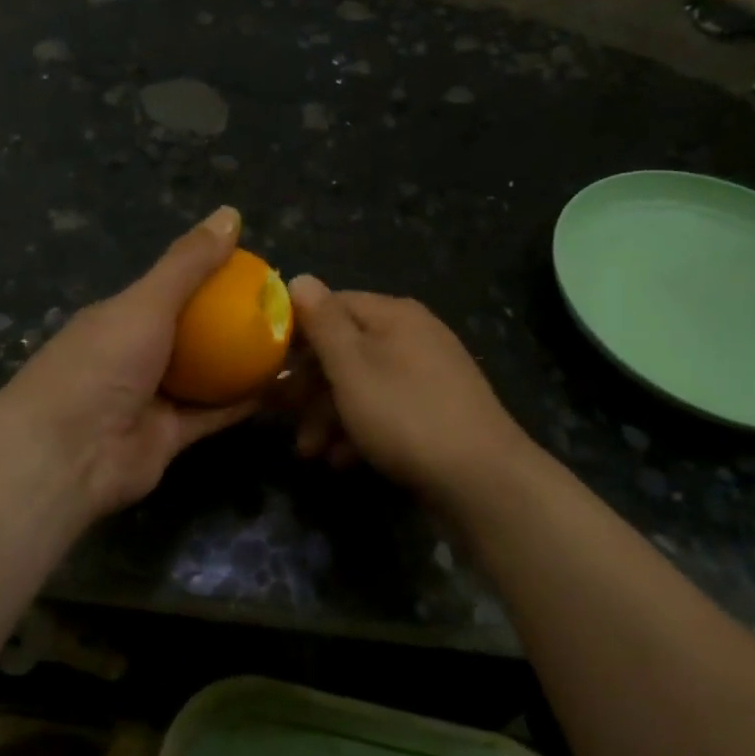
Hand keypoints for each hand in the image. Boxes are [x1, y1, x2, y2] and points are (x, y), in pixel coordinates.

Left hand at [0, 207, 256, 523]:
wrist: (67, 455)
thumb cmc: (101, 364)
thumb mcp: (146, 302)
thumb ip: (188, 263)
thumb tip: (230, 213)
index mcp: (123, 317)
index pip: (173, 288)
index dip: (213, 277)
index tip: (258, 270)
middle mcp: (137, 354)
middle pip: (194, 332)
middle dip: (234, 321)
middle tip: (283, 309)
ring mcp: (153, 397)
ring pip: (208, 374)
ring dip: (244, 361)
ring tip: (291, 344)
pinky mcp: (170, 436)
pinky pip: (214, 414)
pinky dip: (244, 401)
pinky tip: (281, 386)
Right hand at [285, 276, 532, 500]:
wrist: (483, 478)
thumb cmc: (405, 415)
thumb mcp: (352, 368)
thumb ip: (323, 323)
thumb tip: (300, 277)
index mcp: (394, 315)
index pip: (333, 305)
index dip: (297, 332)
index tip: (270, 365)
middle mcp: (414, 334)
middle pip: (347, 349)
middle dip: (310, 386)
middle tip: (282, 418)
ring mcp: (430, 372)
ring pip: (365, 383)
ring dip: (330, 415)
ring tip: (311, 453)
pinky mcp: (439, 408)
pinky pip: (388, 408)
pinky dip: (362, 430)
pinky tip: (344, 460)